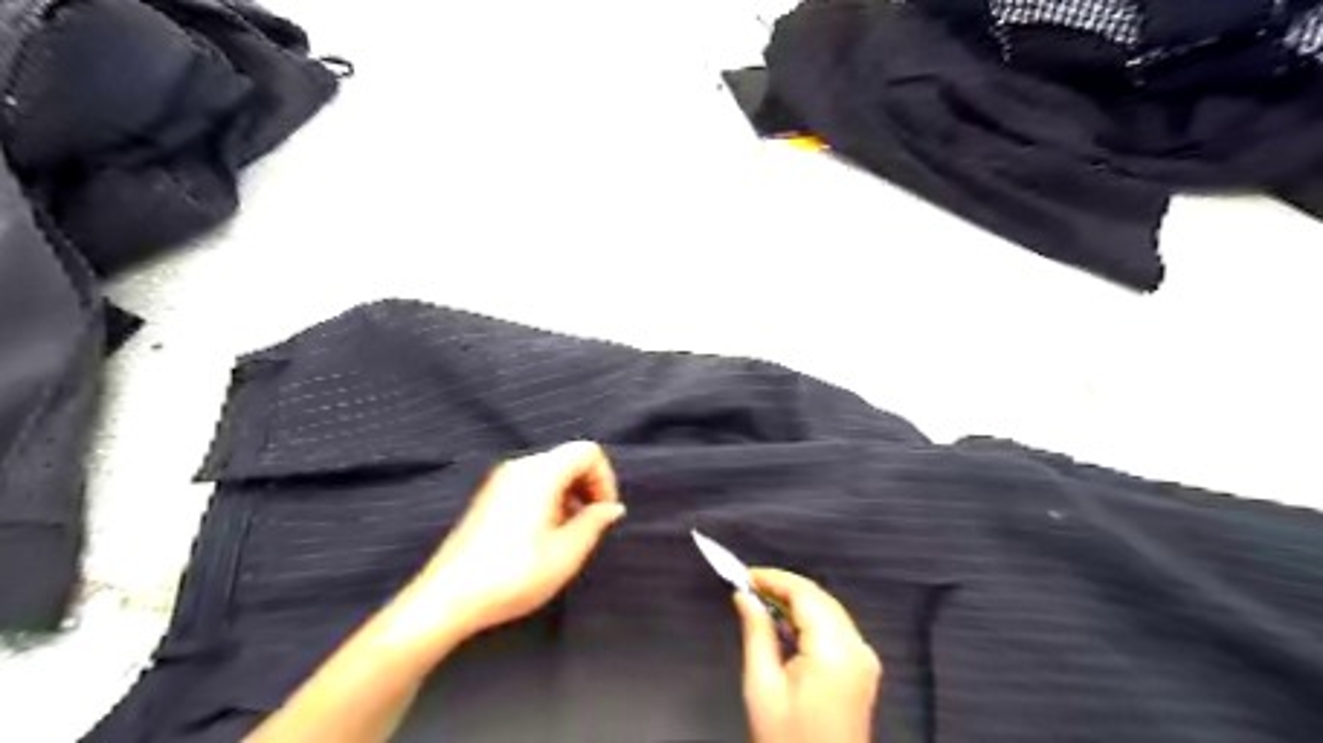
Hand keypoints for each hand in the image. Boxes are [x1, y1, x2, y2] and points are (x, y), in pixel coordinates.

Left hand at [399, 441, 625, 638]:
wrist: (447, 599)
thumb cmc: (513, 575)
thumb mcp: (566, 553)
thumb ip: (594, 523)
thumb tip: (612, 508)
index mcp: (540, 472)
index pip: (587, 451)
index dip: (605, 479)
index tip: (604, 514)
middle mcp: (519, 466)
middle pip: (568, 459)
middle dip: (588, 487)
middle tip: (591, 525)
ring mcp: (500, 480)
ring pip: (550, 472)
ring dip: (570, 496)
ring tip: (568, 535)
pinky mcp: (489, 497)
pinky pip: (531, 484)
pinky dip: (549, 500)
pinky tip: (543, 536)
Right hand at [741, 569, 880, 741]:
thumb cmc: (788, 741)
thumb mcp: (762, 686)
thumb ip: (756, 633)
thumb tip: (745, 597)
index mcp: (834, 650)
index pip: (804, 593)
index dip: (773, 578)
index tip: (745, 575)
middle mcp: (857, 648)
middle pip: (819, 598)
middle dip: (784, 587)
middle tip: (749, 588)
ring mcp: (864, 659)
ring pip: (828, 610)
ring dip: (796, 602)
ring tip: (761, 604)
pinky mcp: (862, 669)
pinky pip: (835, 628)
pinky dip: (810, 620)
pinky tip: (785, 626)